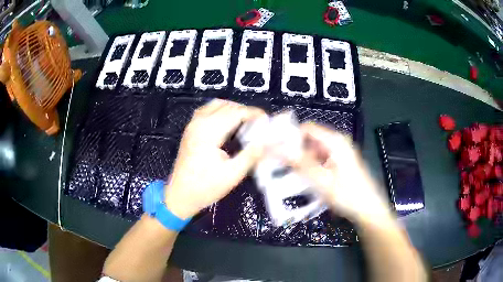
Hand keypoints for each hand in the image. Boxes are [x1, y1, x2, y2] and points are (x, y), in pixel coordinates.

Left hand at [164, 99, 265, 219]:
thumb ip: (251, 154)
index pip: (236, 112)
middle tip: (258, 124)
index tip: (267, 121)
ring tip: (246, 123)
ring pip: (216, 105)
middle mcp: (199, 122)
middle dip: (245, 111)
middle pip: (226, 105)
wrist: (180, 196)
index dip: (254, 113)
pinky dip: (221, 111)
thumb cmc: (205, 187)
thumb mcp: (233, 174)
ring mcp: (192, 124)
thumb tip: (268, 140)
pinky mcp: (190, 130)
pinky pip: (207, 111)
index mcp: (209, 131)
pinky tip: (228, 124)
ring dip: (233, 109)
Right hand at [277, 123, 391, 222]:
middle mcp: (338, 142)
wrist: (368, 209)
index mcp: (335, 141)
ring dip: (302, 160)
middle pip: (310, 139)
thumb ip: (299, 163)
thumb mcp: (321, 180)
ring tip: (289, 173)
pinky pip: (321, 159)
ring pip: (314, 150)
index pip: (307, 128)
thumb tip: (277, 148)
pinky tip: (305, 179)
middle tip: (279, 164)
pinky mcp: (340, 162)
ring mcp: (340, 153)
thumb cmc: (347, 195)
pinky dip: (311, 166)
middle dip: (295, 150)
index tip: (276, 149)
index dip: (290, 136)